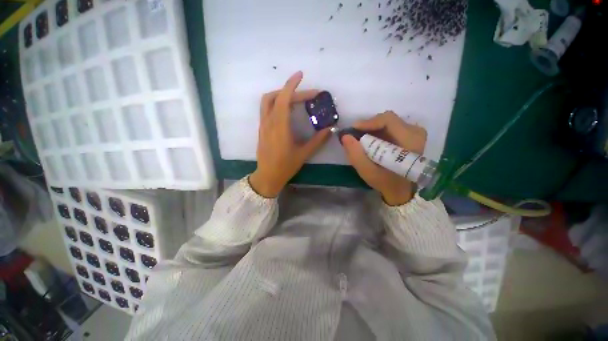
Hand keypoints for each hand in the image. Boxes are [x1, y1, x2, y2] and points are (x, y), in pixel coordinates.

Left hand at [249, 72, 330, 197]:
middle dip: (291, 91)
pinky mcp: (261, 129)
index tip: (301, 75)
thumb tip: (330, 129)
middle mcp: (268, 122)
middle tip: (308, 95)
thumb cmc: (285, 166)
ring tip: (296, 99)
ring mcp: (263, 125)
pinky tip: (287, 110)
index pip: (283, 99)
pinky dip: (276, 103)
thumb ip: (317, 140)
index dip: (291, 85)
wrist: (267, 176)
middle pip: (274, 97)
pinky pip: (266, 109)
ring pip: (267, 101)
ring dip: (281, 95)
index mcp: (280, 127)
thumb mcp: (303, 154)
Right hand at [341, 111, 426, 205]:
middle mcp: (415, 132)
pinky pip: (390, 127)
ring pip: (388, 122)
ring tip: (361, 140)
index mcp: (410, 140)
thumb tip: (345, 136)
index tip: (353, 129)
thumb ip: (355, 154)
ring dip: (372, 129)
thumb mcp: (368, 171)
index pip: (388, 120)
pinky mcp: (409, 136)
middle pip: (387, 120)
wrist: (401, 190)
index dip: (368, 122)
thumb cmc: (386, 182)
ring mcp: (414, 133)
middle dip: (368, 126)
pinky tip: (370, 142)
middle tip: (355, 136)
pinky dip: (377, 132)